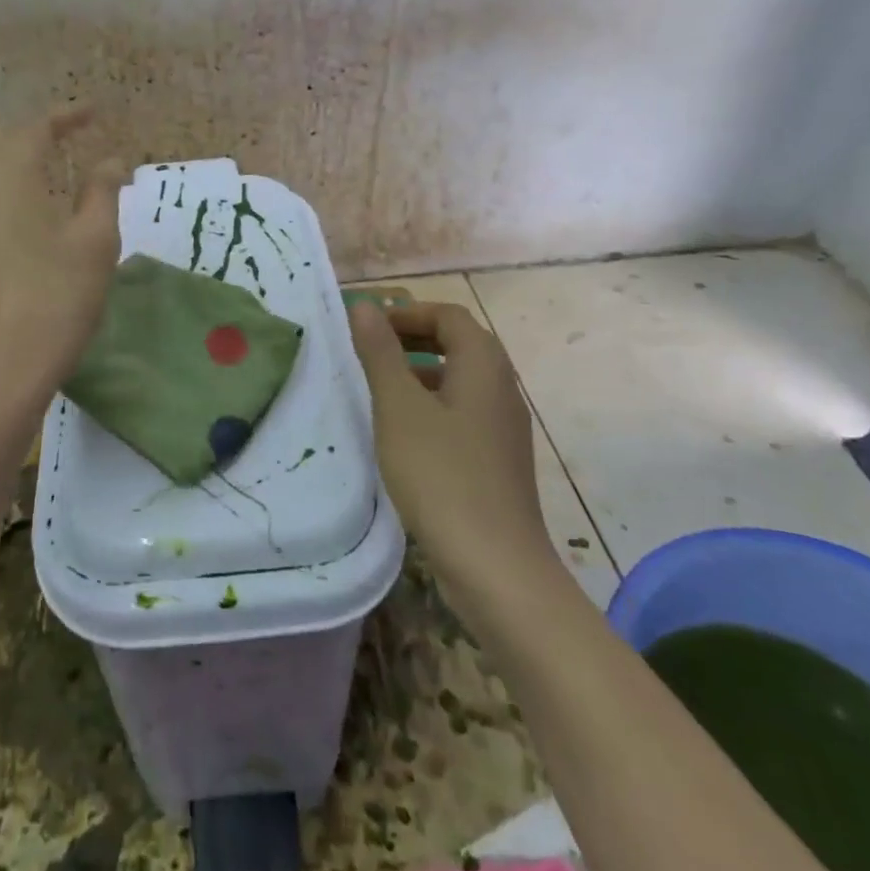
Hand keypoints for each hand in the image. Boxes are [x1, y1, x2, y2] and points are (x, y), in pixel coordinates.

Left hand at [0, 106, 124, 392]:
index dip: (67, 115)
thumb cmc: (58, 296)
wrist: (1, 365)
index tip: (96, 112)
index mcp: (9, 172)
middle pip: (3, 141)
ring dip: (13, 159)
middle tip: (73, 135)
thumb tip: (110, 159)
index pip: (36, 126)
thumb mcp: (95, 239)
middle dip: (38, 132)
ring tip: (44, 167)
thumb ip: (102, 189)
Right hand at [349, 301, 550, 571]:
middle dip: (414, 338)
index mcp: (484, 364)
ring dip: (421, 373)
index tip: (368, 325)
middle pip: (460, 343)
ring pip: (461, 380)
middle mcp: (502, 387)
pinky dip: (432, 406)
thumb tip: (365, 305)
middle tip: (369, 350)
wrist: (495, 565)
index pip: (449, 315)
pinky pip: (463, 413)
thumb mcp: (399, 408)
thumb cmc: (441, 474)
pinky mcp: (498, 460)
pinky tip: (403, 434)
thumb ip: (381, 353)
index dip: (408, 312)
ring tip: (379, 389)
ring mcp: (505, 426)